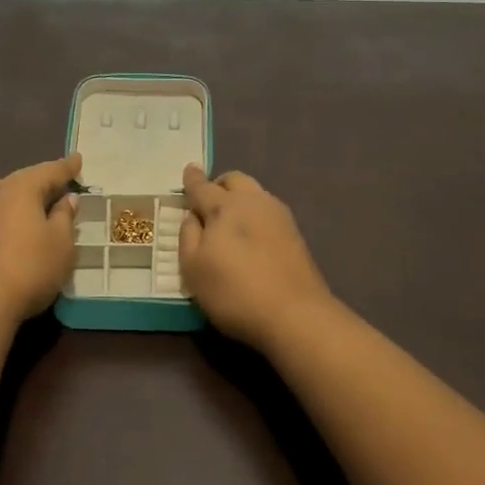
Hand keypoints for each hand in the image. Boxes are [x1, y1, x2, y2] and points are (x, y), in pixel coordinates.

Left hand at [0, 154, 81, 325]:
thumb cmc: (30, 269)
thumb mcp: (61, 245)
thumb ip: (64, 217)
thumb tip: (66, 198)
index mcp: (20, 191)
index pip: (48, 172)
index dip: (65, 167)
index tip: (77, 160)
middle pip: (15, 180)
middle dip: (36, 181)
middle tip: (54, 191)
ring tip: (9, 205)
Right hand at [179, 165, 336, 347]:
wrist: (295, 314)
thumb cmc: (234, 291)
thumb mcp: (193, 268)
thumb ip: (188, 235)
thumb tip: (193, 216)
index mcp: (224, 206)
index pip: (202, 187)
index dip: (192, 179)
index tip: (189, 169)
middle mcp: (253, 201)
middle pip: (234, 180)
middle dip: (219, 185)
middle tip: (208, 203)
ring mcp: (279, 216)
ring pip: (255, 193)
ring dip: (240, 199)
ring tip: (230, 223)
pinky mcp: (296, 234)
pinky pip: (268, 212)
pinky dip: (255, 215)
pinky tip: (251, 237)